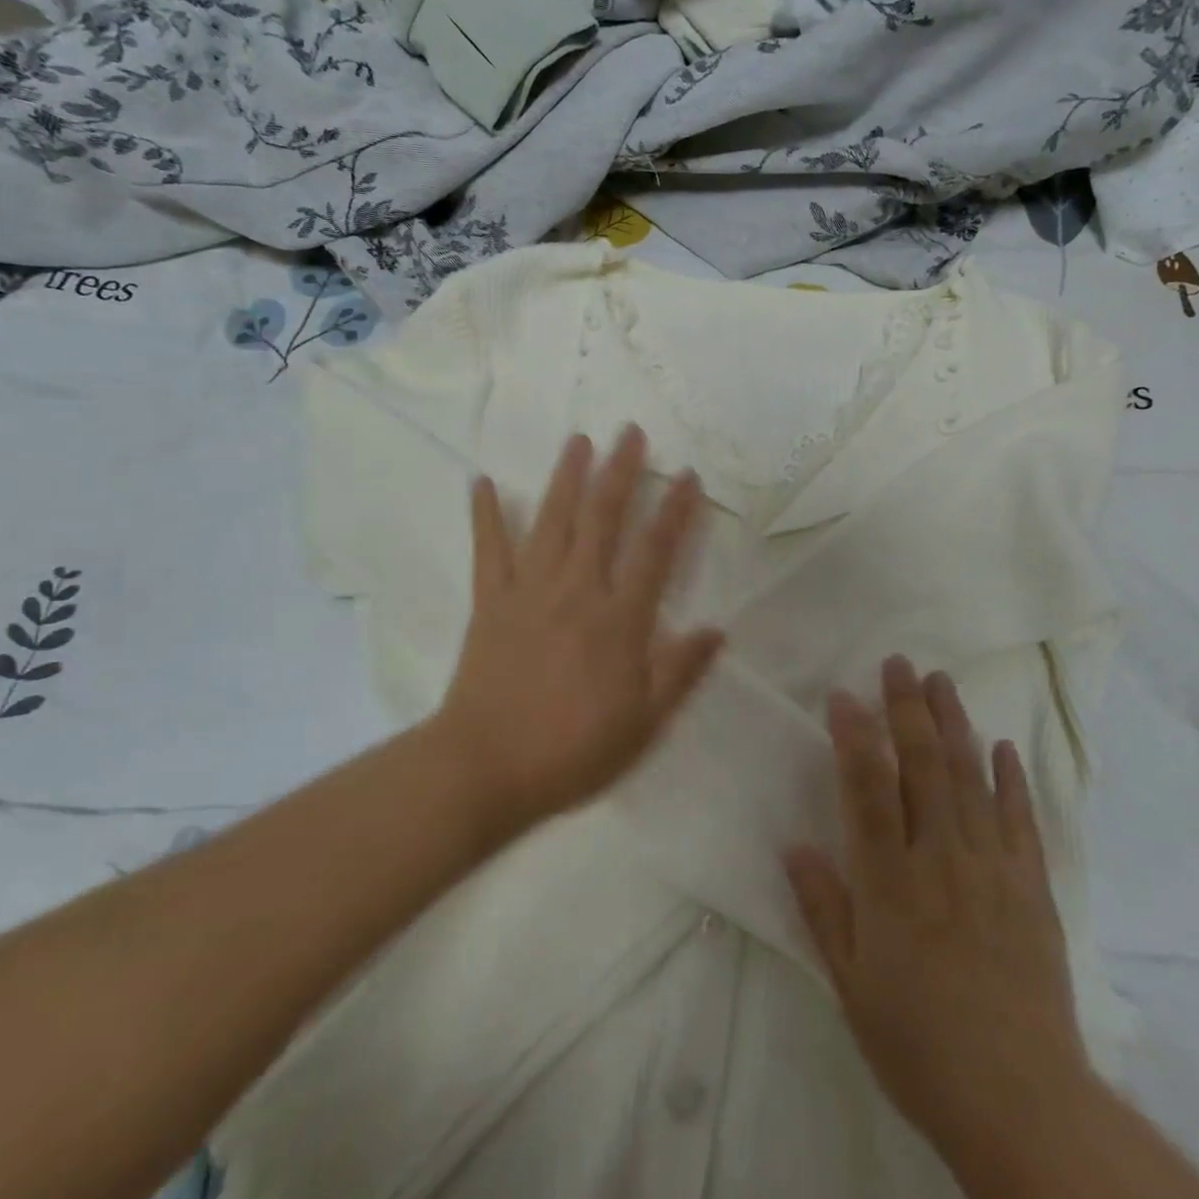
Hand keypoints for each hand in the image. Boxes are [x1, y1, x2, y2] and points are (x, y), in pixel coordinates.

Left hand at [435, 426, 725, 831]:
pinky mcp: (490, 601)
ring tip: (579, 440)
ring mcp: (529, 590)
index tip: (687, 475)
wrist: (485, 766)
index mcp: (619, 619)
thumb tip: (716, 630)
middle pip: (602, 518)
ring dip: (567, 477)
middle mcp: (577, 590)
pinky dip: (485, 514)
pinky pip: (488, 549)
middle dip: (620, 471)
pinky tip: (481, 481)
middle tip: (630, 432)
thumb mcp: (643, 723)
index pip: (655, 551)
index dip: (675, 510)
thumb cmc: (571, 750)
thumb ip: (680, 672)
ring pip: (552, 521)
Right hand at [784, 656, 1091, 1154]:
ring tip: (942, 681)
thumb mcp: (850, 984)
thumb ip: (823, 908)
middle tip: (898, 663)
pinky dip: (1011, 779)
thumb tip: (795, 845)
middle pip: (923, 768)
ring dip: (954, 725)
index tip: (843, 695)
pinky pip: (1020, 820)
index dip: (854, 737)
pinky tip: (1003, 746)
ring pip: (970, 779)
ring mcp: (992, 869)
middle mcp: (941, 860)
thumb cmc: (918, 1044)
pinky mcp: (1031, 888)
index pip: (867, 790)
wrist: (1020, 1103)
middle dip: (907, 709)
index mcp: (890, 883)